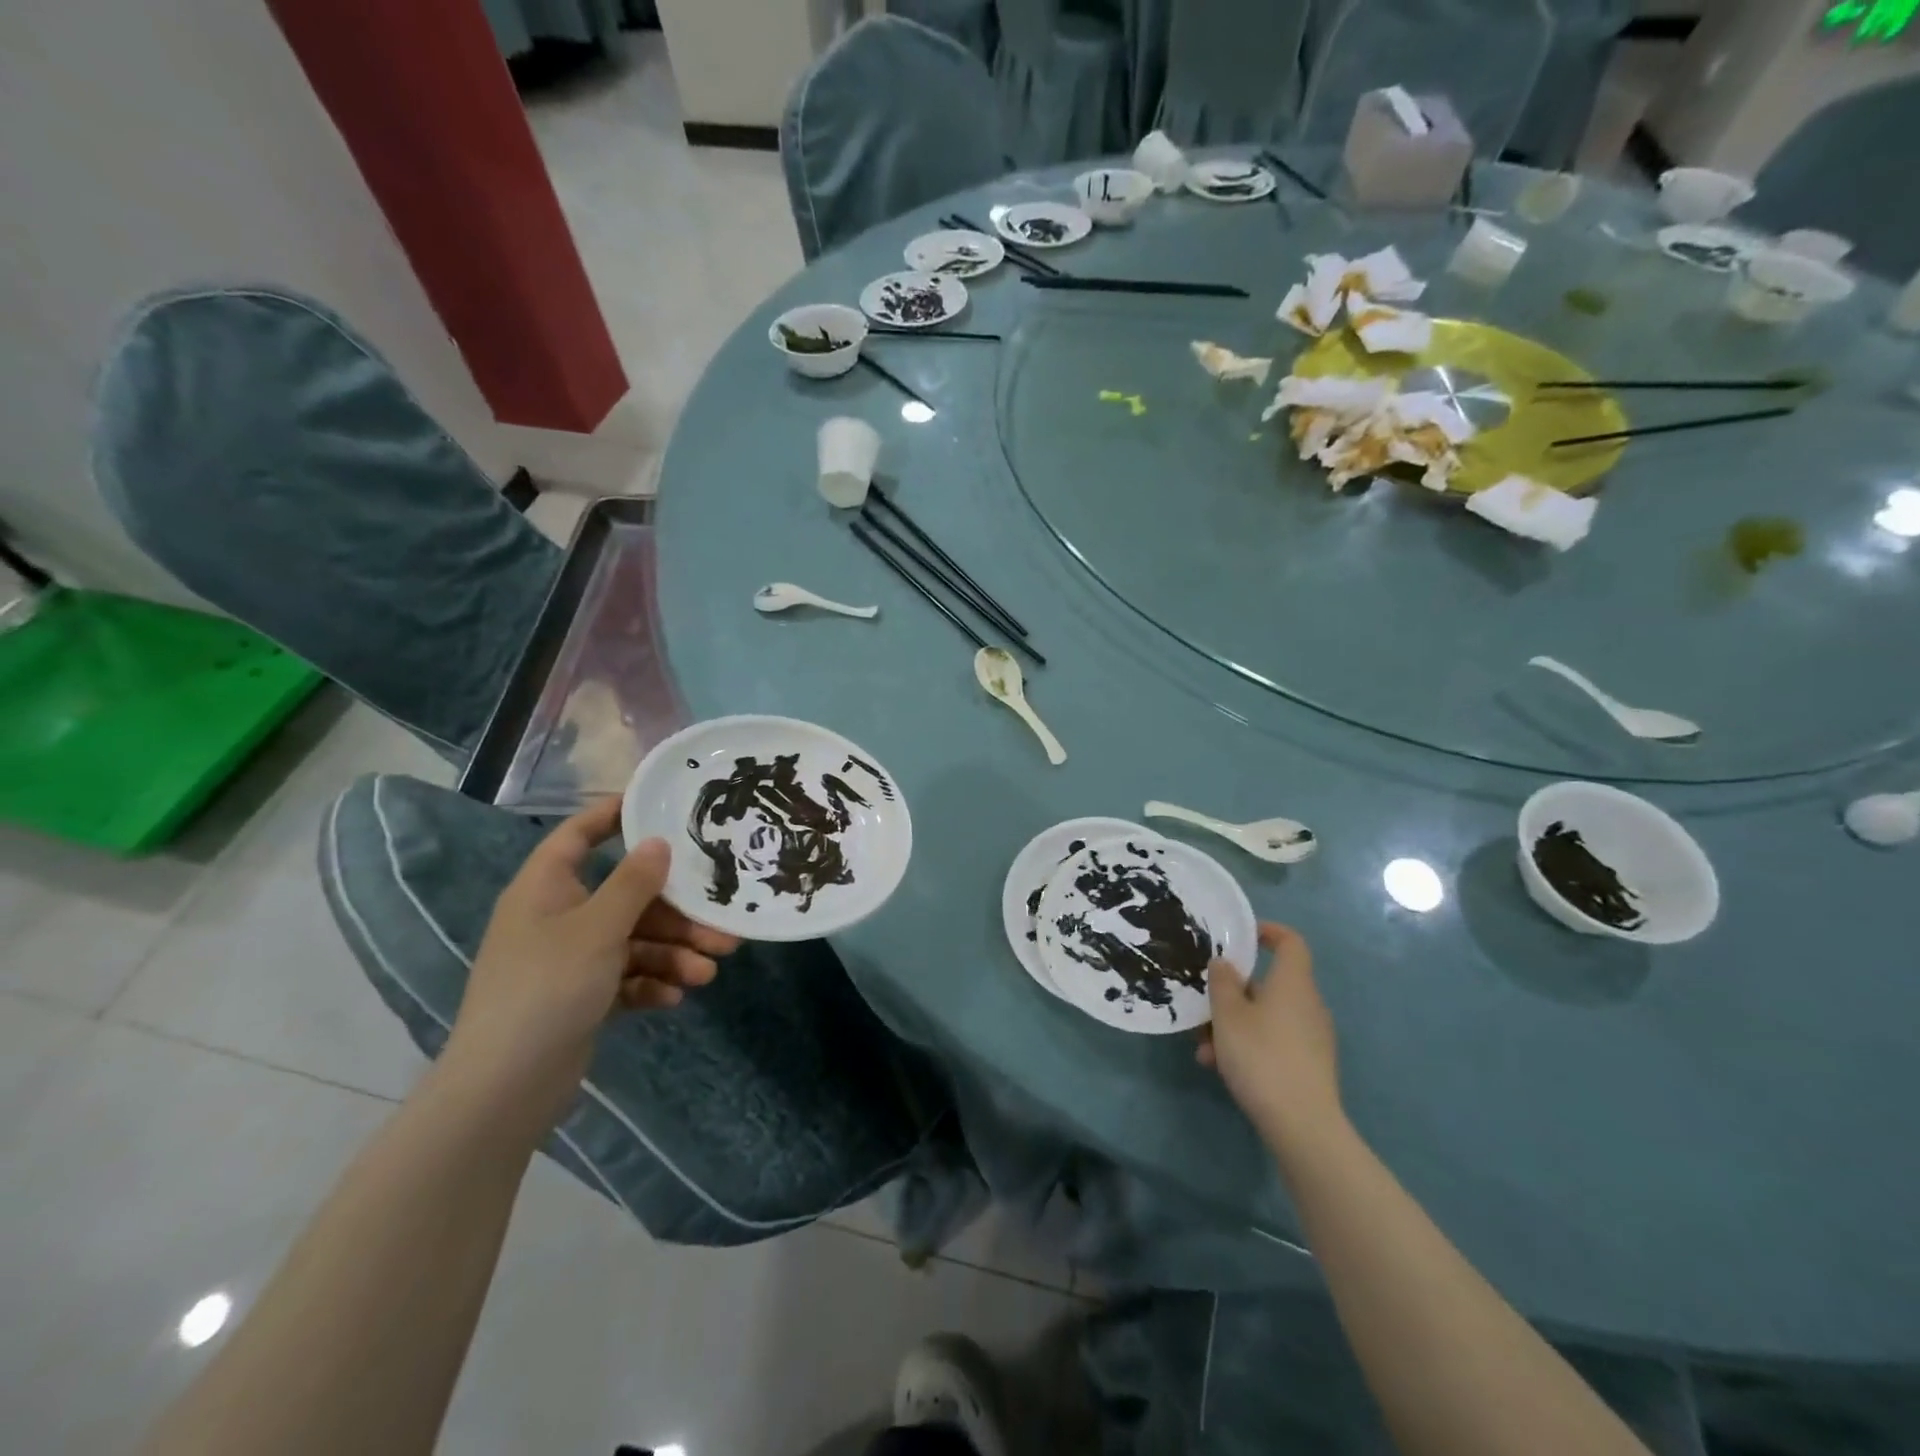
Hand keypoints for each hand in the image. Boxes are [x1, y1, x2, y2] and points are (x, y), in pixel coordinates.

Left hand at [442, 798, 739, 1128]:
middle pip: (627, 898)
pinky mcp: (583, 997)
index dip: (615, 815)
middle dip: (676, 914)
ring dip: (673, 954)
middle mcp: (559, 917)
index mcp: (547, 888)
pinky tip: (676, 997)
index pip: (580, 835)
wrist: (504, 1089)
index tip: (663, 806)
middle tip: (721, 924)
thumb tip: (658, 842)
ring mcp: (571, 960)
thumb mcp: (598, 929)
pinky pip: (627, 977)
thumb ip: (633, 884)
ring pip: (635, 941)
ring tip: (708, 972)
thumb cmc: (547, 988)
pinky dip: (652, 983)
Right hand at [1197, 923, 1342, 1145]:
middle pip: (1269, 985)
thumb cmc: (1261, 1056)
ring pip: (1266, 1017)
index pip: (1291, 942)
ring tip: (1204, 1049)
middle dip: (1232, 994)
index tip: (1241, 937)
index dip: (1268, 932)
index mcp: (1293, 983)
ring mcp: (1312, 1037)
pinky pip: (1274, 1041)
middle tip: (1205, 1007)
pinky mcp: (1310, 1065)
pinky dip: (1248, 1046)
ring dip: (1233, 1026)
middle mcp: (1308, 1005)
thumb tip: (1225, 964)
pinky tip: (1222, 1068)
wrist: (1302, 1125)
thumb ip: (1222, 983)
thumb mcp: (1228, 1015)